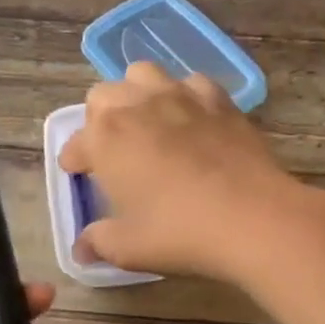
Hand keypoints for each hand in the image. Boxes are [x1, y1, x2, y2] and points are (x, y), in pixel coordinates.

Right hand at [59, 61, 311, 280]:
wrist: (251, 216)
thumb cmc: (178, 232)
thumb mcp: (129, 247)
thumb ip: (99, 242)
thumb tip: (82, 249)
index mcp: (105, 138)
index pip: (76, 142)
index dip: (73, 159)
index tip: (77, 172)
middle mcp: (137, 105)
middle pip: (103, 95)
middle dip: (100, 118)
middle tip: (111, 148)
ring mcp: (180, 96)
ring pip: (144, 74)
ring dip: (137, 93)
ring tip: (146, 120)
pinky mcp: (219, 100)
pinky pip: (192, 83)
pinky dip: (185, 95)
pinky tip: (191, 118)